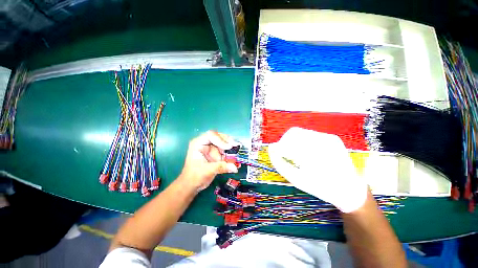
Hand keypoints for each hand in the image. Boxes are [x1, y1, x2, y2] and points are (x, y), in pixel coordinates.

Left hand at [179, 131, 238, 191]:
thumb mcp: (207, 171)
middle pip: (218, 137)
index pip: (210, 135)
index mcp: (198, 143)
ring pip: (223, 142)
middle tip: (236, 146)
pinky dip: (230, 153)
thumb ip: (221, 167)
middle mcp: (205, 143)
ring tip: (237, 150)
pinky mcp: (215, 153)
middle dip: (227, 141)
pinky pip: (224, 150)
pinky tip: (235, 156)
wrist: (192, 185)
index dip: (221, 140)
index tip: (229, 147)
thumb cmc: (194, 177)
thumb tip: (235, 167)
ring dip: (230, 146)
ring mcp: (211, 148)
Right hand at [268, 127, 367, 212]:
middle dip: (285, 141)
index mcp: (311, 155)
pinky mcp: (332, 137)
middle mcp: (321, 142)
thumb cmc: (319, 187)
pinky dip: (303, 141)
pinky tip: (306, 151)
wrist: (349, 189)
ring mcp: (328, 138)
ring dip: (293, 140)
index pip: (286, 144)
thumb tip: (271, 147)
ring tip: (295, 153)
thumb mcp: (296, 179)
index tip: (276, 154)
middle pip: (293, 133)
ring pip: (301, 132)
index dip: (278, 148)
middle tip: (284, 153)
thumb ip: (279, 163)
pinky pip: (310, 134)